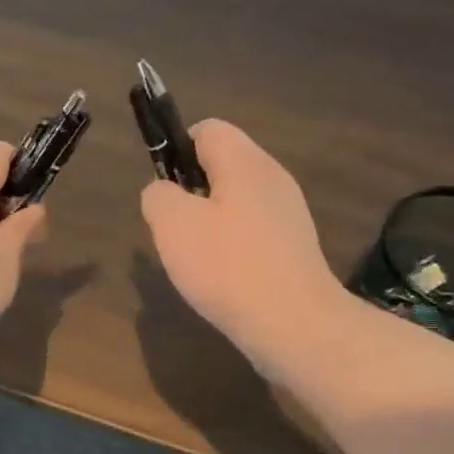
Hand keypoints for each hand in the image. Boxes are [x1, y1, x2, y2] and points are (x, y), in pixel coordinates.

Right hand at [140, 120, 350, 380]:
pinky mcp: (294, 247)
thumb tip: (163, 193)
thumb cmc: (227, 266)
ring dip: (210, 222)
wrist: (294, 323)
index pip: (207, 129)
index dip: (177, 149)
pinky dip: (232, 246)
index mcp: (245, 162)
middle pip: (223, 165)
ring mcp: (289, 213)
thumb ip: (158, 196)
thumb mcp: (172, 224)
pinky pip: (253, 231)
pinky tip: (223, 277)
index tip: (164, 190)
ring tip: (196, 258)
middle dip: (191, 191)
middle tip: (176, 229)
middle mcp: (273, 177)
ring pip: (236, 201)